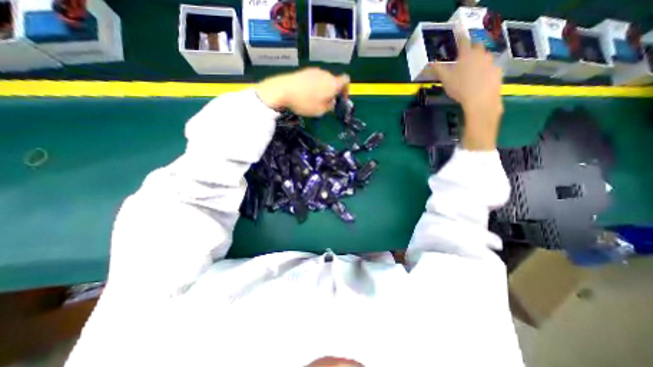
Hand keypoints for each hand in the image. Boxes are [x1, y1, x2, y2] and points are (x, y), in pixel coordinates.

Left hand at [255, 67, 349, 115]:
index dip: (346, 89)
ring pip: (324, 80)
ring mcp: (315, 71)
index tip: (341, 99)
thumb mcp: (321, 110)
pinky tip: (307, 94)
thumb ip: (330, 106)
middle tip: (328, 103)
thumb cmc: (305, 102)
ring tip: (316, 99)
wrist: (283, 89)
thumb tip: (332, 102)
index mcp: (333, 83)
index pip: (346, 80)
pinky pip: (315, 78)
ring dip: (324, 89)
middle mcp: (326, 74)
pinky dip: (315, 86)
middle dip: (334, 91)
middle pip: (335, 81)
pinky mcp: (305, 71)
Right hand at [433, 28, 503, 150]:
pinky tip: (479, 80)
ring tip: (471, 72)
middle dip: (470, 50)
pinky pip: (490, 67)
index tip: (458, 32)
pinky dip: (485, 71)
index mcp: (466, 55)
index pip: (462, 41)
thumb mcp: (445, 80)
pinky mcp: (497, 71)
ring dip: (478, 61)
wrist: (481, 99)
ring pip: (483, 57)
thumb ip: (438, 70)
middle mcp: (480, 55)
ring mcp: (491, 62)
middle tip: (464, 58)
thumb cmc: (460, 88)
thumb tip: (430, 63)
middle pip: (476, 47)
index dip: (459, 36)